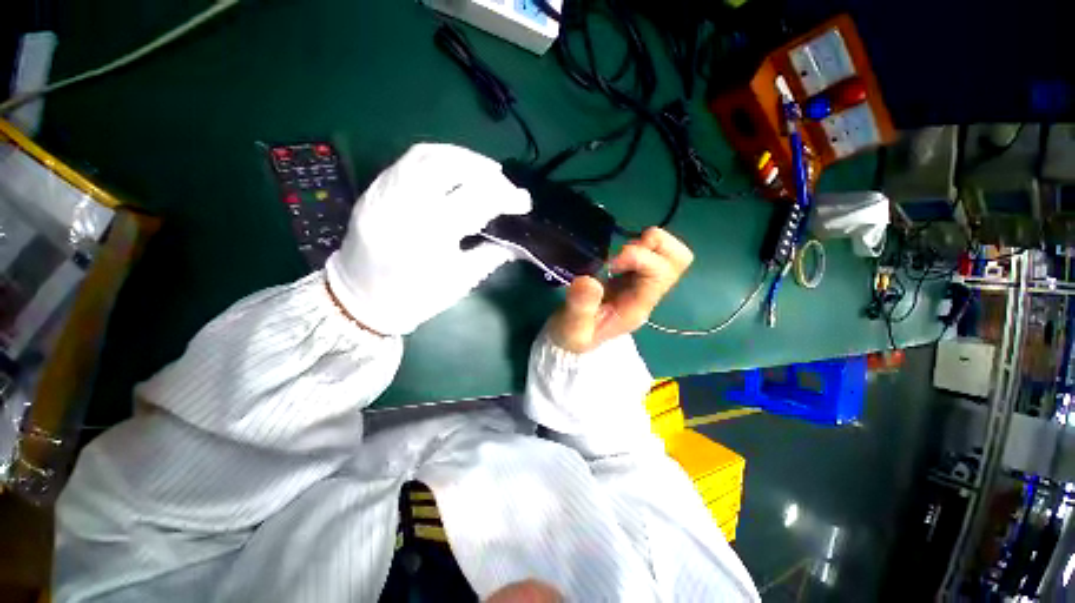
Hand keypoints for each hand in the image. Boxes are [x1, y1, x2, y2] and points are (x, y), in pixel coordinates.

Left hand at [326, 143, 530, 334]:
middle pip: (450, 166)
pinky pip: (407, 161)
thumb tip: (520, 242)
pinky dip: (437, 158)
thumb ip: (492, 255)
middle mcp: (403, 206)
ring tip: (483, 171)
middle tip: (504, 184)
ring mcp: (383, 193)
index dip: (506, 196)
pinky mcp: (373, 190)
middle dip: (485, 170)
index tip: (524, 202)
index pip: (476, 200)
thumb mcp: (460, 281)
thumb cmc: (416, 298)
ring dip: (462, 157)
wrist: (361, 302)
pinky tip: (453, 171)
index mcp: (429, 235)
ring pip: (426, 155)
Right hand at [548, 227, 692, 353]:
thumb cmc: (574, 336)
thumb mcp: (573, 329)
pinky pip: (653, 253)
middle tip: (624, 253)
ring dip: (648, 244)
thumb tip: (589, 281)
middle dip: (655, 246)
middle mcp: (647, 293)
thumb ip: (580, 307)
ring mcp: (643, 283)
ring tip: (620, 254)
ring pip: (670, 253)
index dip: (638, 257)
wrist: (574, 339)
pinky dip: (640, 245)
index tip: (610, 264)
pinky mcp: (633, 276)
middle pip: (679, 260)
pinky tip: (617, 257)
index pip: (660, 273)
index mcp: (636, 306)